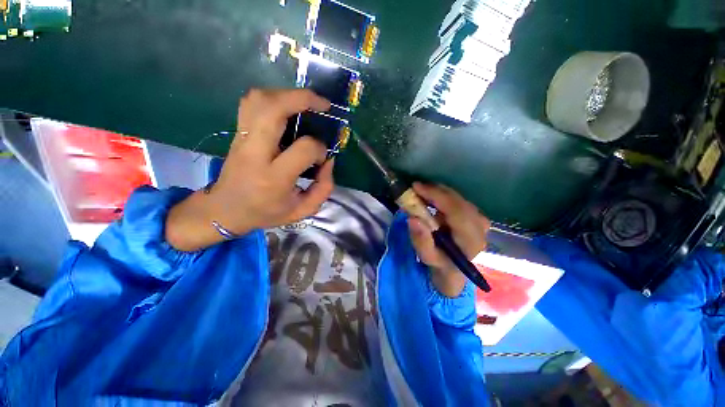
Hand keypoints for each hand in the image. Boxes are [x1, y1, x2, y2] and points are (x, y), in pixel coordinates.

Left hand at [166, 89, 334, 251]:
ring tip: (305, 103)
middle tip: (323, 105)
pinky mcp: (237, 133)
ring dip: (286, 94)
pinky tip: (285, 107)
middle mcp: (255, 152)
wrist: (225, 210)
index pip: (304, 148)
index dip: (320, 148)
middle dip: (303, 99)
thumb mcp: (302, 210)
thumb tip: (328, 161)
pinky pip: (251, 103)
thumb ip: (323, 188)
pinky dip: (272, 97)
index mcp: (274, 177)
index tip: (323, 157)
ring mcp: (242, 139)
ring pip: (259, 99)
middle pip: (274, 109)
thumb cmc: (266, 212)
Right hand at [408, 183, 489, 297]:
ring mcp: (480, 220)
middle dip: (435, 191)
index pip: (456, 211)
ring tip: (421, 192)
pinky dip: (443, 195)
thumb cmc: (440, 264)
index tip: (416, 187)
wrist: (453, 269)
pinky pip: (458, 200)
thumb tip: (413, 218)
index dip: (436, 196)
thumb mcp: (427, 256)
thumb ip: (421, 240)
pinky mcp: (476, 216)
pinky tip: (432, 197)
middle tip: (416, 187)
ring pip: (458, 198)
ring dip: (438, 192)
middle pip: (458, 201)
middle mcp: (480, 227)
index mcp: (470, 240)